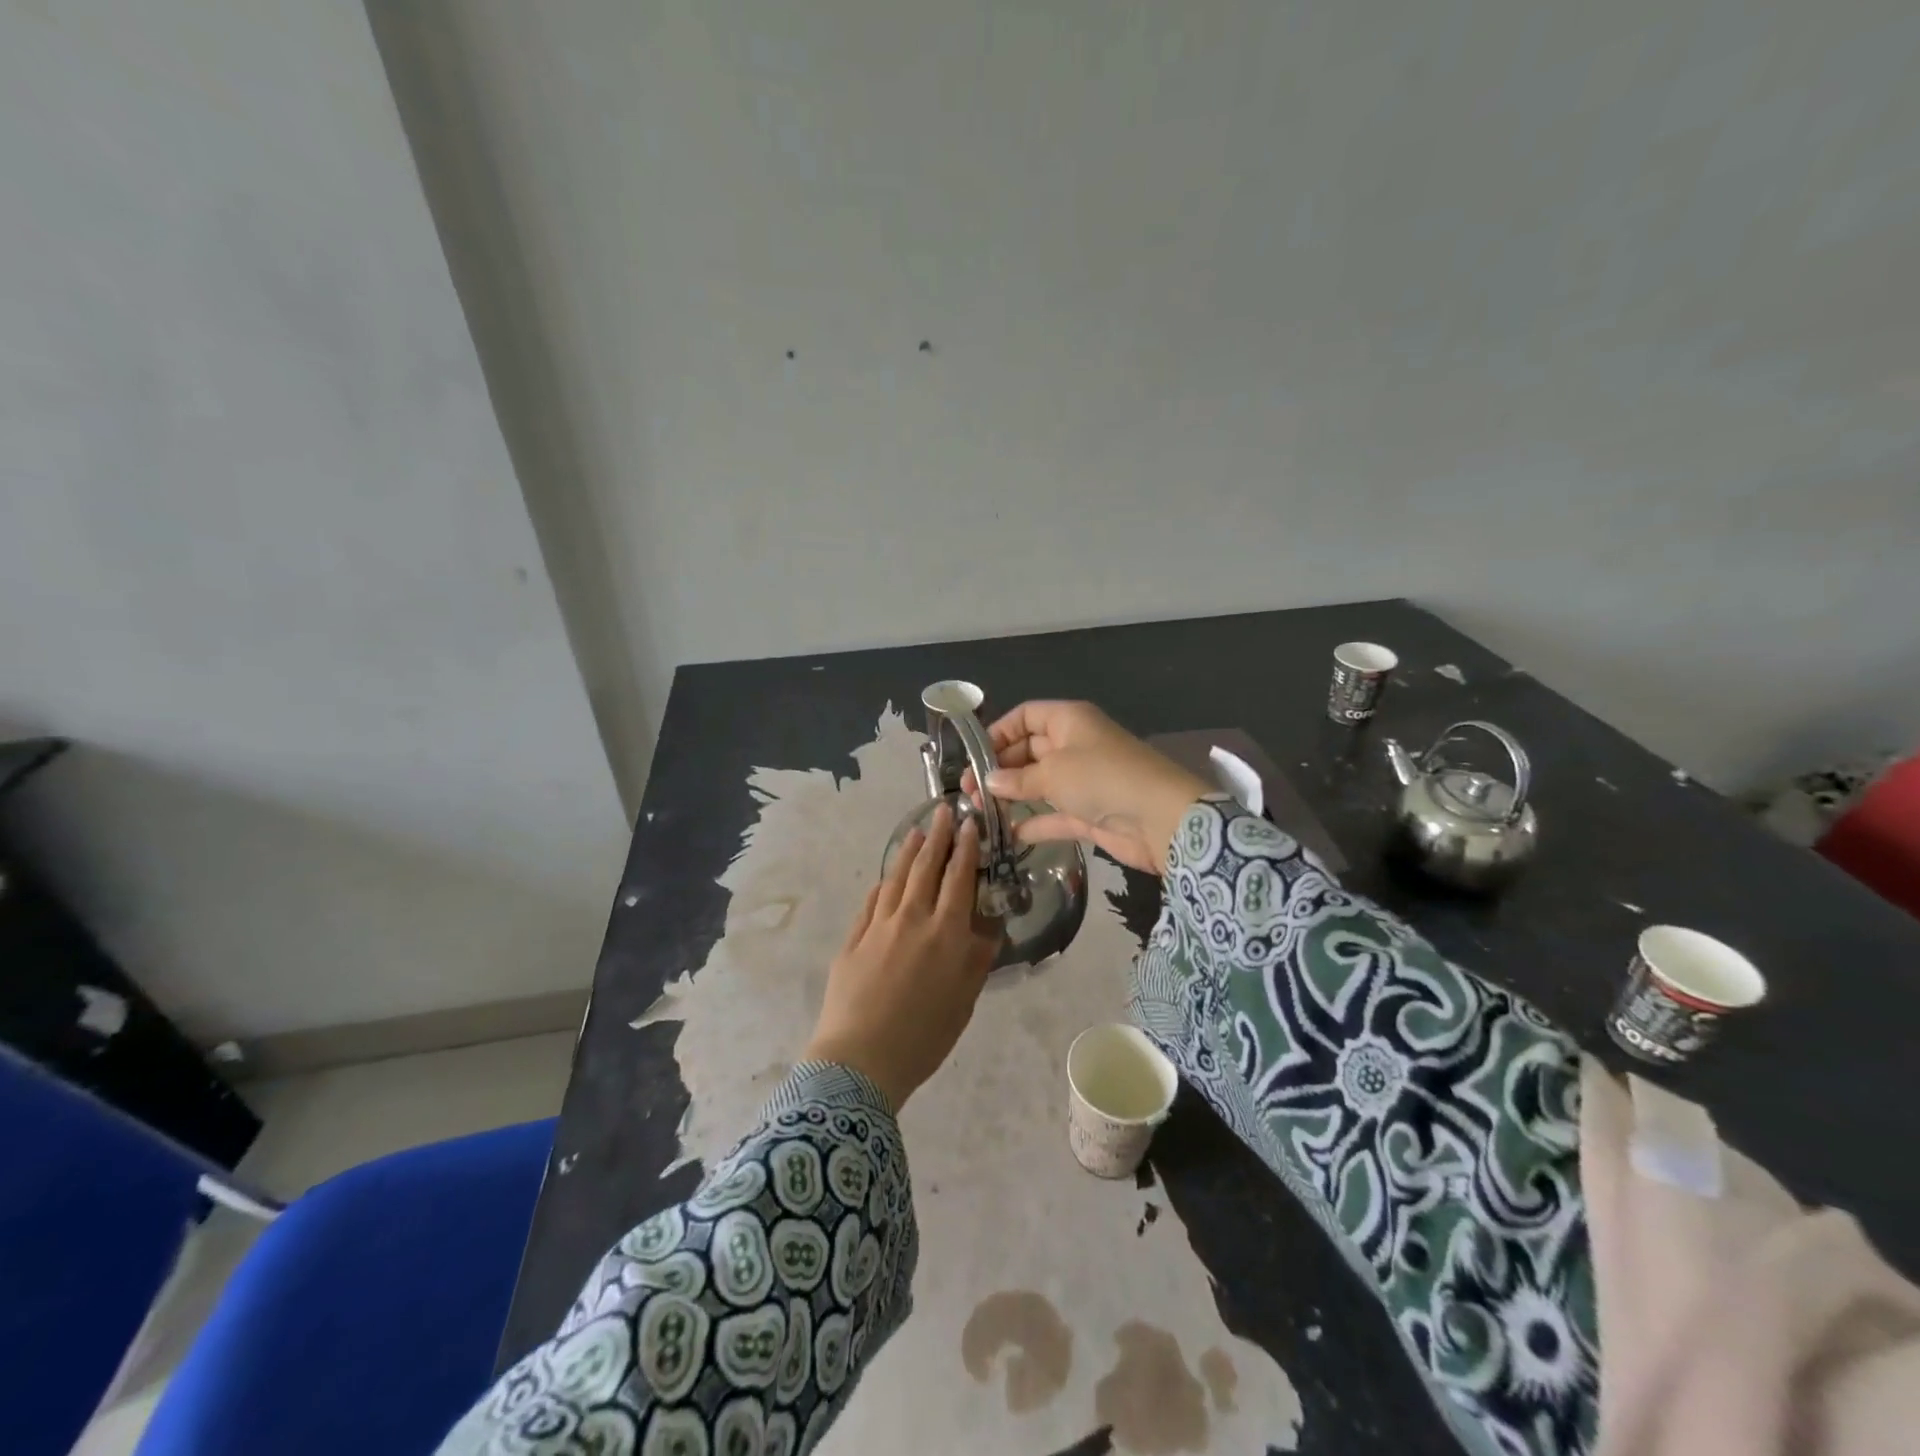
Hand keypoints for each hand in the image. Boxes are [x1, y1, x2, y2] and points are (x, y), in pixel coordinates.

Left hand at [802, 804, 1000, 1108]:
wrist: (860, 1060)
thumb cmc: (923, 1037)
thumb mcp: (963, 1002)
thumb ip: (976, 961)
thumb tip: (988, 929)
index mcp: (945, 933)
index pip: (959, 878)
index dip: (966, 848)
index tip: (970, 824)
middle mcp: (912, 919)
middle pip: (925, 868)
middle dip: (937, 837)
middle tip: (943, 811)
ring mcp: (878, 926)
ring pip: (895, 878)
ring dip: (908, 852)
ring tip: (916, 832)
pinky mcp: (853, 939)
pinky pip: (870, 903)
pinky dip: (881, 885)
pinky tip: (885, 878)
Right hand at [962, 700, 1210, 874]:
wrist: (1161, 819)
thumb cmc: (1103, 778)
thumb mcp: (1054, 773)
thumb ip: (1018, 779)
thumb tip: (988, 782)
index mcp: (1069, 721)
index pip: (1026, 717)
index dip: (998, 733)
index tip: (974, 757)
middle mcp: (1074, 746)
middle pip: (1028, 751)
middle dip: (998, 769)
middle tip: (968, 791)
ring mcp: (1082, 781)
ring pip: (1038, 783)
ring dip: (1011, 796)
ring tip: (979, 812)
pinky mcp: (1088, 812)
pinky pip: (1052, 814)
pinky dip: (1032, 822)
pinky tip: (1007, 834)